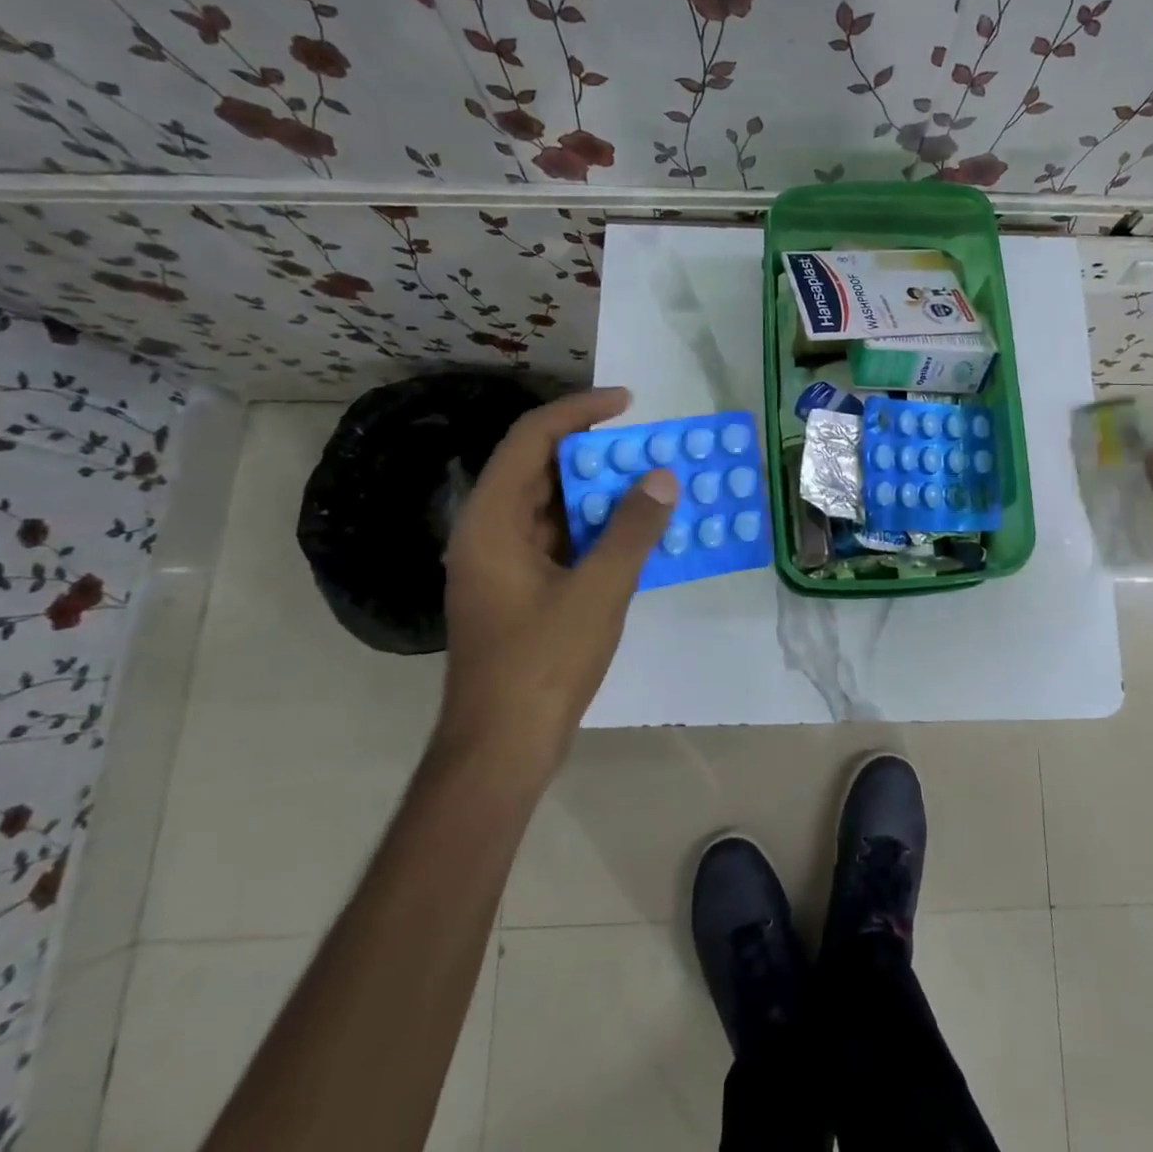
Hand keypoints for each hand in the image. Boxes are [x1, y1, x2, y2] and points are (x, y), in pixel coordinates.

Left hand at [439, 387, 675, 769]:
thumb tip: (662, 478)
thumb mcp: (598, 591)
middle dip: (598, 453)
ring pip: (554, 506)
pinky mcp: (520, 590)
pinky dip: (596, 528)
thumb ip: (632, 530)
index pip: (531, 439)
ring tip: (651, 483)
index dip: (579, 412)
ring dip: (601, 492)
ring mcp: (503, 563)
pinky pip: (560, 539)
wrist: (501, 748)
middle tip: (650, 448)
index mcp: (492, 521)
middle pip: (541, 470)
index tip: (628, 404)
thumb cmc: (542, 664)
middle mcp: (489, 532)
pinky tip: (636, 533)